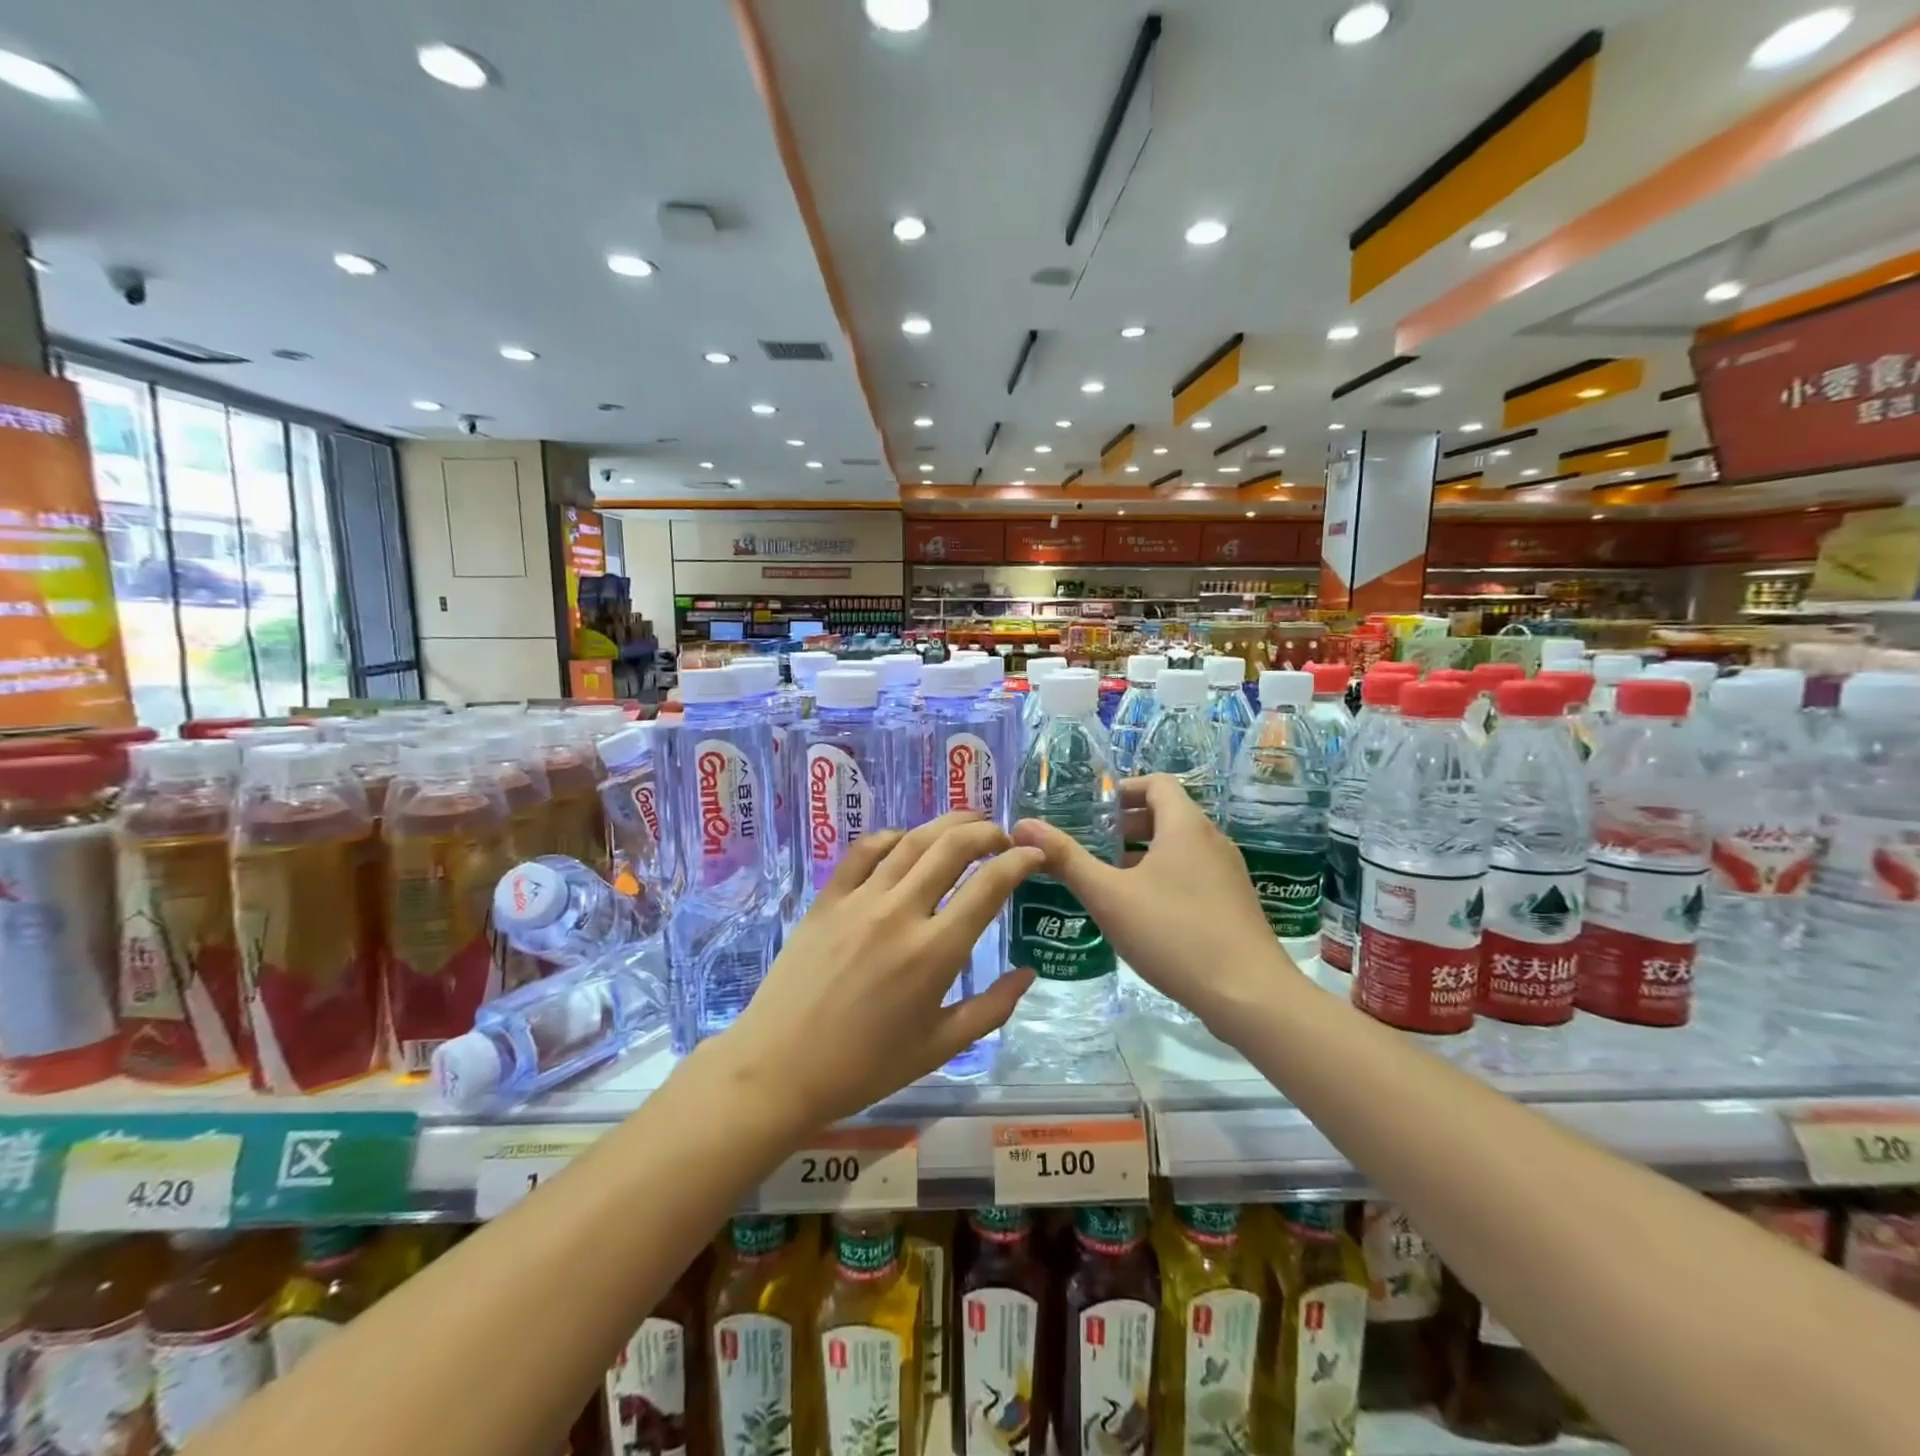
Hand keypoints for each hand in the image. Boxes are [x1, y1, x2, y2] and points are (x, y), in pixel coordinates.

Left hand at [719, 812, 1039, 1128]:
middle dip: (987, 832)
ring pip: (912, 840)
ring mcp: (860, 900)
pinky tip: (907, 841)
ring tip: (968, 823)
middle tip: (1003, 836)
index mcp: (935, 952)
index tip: (1035, 855)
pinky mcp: (828, 898)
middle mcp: (901, 913)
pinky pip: (864, 851)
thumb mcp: (940, 1047)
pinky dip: (893, 836)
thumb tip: (1028, 973)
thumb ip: (992, 1008)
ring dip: (947, 824)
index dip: (1019, 862)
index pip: (989, 886)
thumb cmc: (866, 1066)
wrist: (780, 1068)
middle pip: (953, 847)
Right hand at [1012, 775, 1301, 1032]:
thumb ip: (1066, 859)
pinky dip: (1165, 874)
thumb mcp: (1109, 896)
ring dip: (1145, 851)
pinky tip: (1142, 910)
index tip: (1092, 808)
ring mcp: (1228, 873)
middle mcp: (1212, 839)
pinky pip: (1193, 872)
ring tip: (1109, 875)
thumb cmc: (1174, 934)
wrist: (1249, 994)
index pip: (1157, 783)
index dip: (1123, 789)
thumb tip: (1024, 825)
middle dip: (1127, 823)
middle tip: (1091, 842)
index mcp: (1185, 825)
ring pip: (1180, 846)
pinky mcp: (1234, 903)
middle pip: (1168, 814)